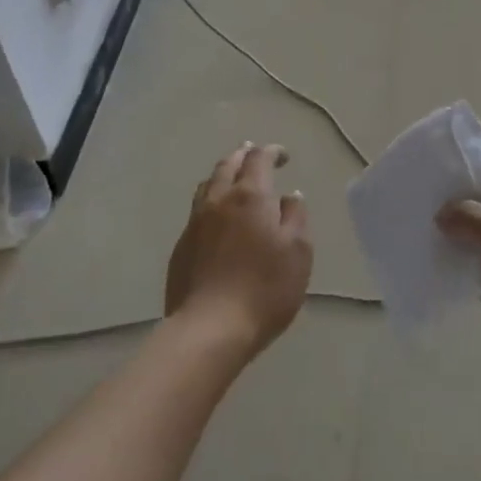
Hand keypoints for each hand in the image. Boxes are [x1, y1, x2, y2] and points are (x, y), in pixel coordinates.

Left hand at [165, 143, 312, 361]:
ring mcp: (195, 222)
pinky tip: (218, 217)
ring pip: (208, 185)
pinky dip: (212, 201)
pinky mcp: (182, 246)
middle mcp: (219, 200)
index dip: (271, 152)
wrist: (210, 328)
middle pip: (228, 165)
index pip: (259, 159)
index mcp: (250, 196)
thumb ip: (296, 217)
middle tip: (255, 154)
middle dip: (244, 156)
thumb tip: (289, 196)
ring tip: (234, 178)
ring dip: (224, 175)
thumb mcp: (298, 252)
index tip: (283, 156)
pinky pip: (198, 210)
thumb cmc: (264, 288)